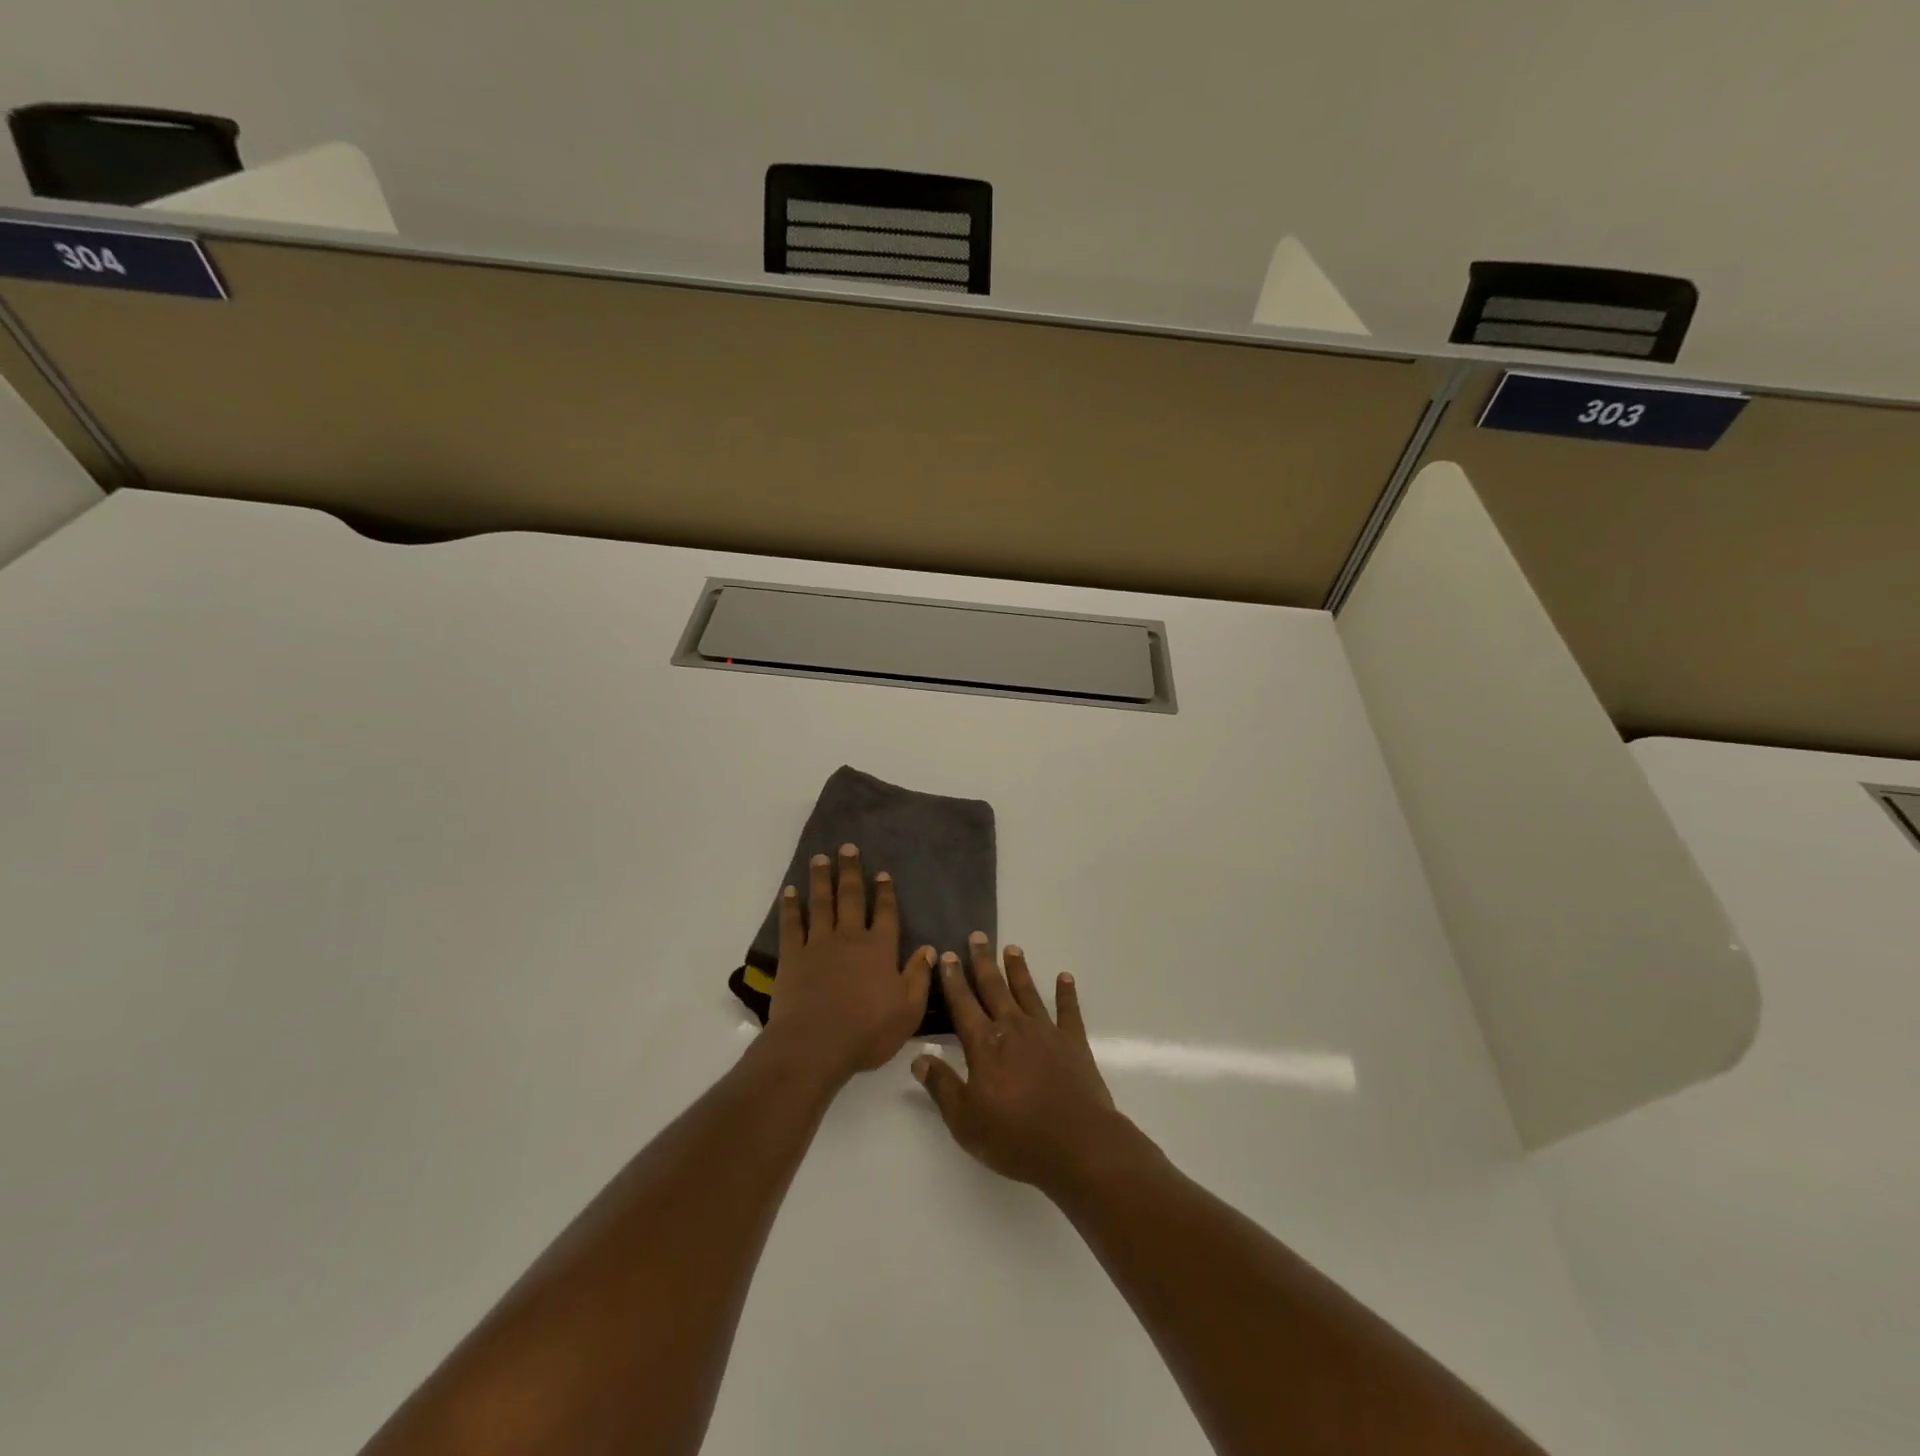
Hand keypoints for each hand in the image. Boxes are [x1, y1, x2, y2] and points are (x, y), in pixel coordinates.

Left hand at [767, 844, 934, 1084]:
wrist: (814, 1045)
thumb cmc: (867, 1031)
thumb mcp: (908, 1011)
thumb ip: (919, 977)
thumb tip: (929, 949)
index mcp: (879, 949)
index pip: (885, 913)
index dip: (885, 893)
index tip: (882, 873)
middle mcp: (850, 938)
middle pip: (851, 897)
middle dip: (851, 871)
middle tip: (847, 847)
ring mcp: (818, 944)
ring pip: (821, 903)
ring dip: (821, 879)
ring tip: (820, 858)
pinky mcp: (792, 956)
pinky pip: (791, 924)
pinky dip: (791, 906)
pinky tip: (790, 892)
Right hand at [912, 935, 1129, 1194]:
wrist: (1076, 1144)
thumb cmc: (1015, 1136)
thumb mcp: (965, 1120)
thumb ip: (941, 1086)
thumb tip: (918, 1059)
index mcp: (984, 1045)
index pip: (963, 1005)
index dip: (953, 980)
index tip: (947, 955)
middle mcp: (1013, 1028)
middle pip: (994, 988)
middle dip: (983, 962)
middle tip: (977, 936)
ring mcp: (1045, 1032)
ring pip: (1027, 992)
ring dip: (1018, 970)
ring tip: (1012, 948)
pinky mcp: (1073, 1042)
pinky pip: (1069, 1011)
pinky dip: (1066, 993)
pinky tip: (1065, 977)